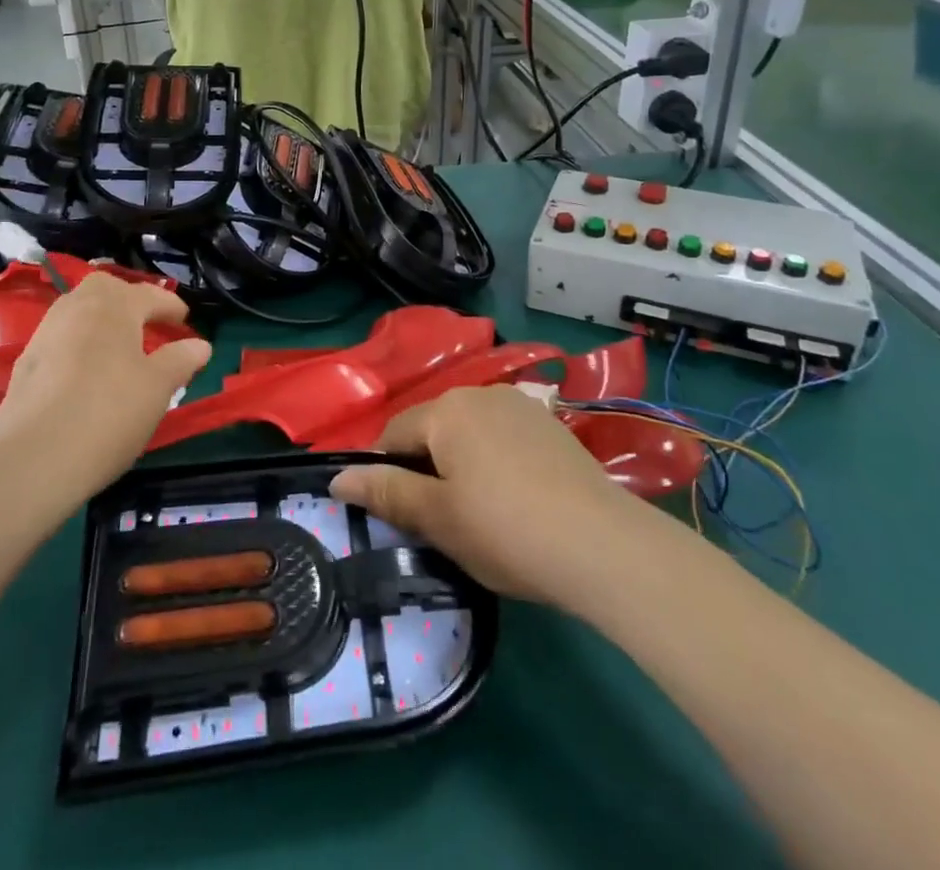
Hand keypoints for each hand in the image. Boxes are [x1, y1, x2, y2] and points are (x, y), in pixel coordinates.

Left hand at [0, 274, 211, 507]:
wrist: (32, 459)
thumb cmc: (108, 414)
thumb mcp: (157, 388)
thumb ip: (180, 361)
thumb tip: (200, 345)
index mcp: (114, 307)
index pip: (149, 295)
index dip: (170, 306)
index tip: (184, 319)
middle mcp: (76, 309)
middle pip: (104, 288)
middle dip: (127, 299)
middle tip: (146, 323)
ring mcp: (46, 334)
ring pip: (78, 311)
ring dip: (101, 320)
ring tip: (119, 347)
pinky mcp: (25, 364)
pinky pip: (61, 338)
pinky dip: (80, 344)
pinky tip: (87, 372)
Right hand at [330, 386, 643, 607]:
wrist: (603, 545)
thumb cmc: (505, 530)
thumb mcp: (437, 518)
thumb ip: (385, 492)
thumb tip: (336, 477)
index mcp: (446, 409)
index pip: (394, 434)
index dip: (385, 473)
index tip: (396, 514)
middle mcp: (480, 393)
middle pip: (433, 429)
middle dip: (426, 469)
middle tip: (439, 522)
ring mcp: (520, 406)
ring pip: (469, 434)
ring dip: (461, 465)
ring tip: (479, 515)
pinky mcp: (550, 425)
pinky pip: (503, 438)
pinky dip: (495, 463)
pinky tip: (516, 501)